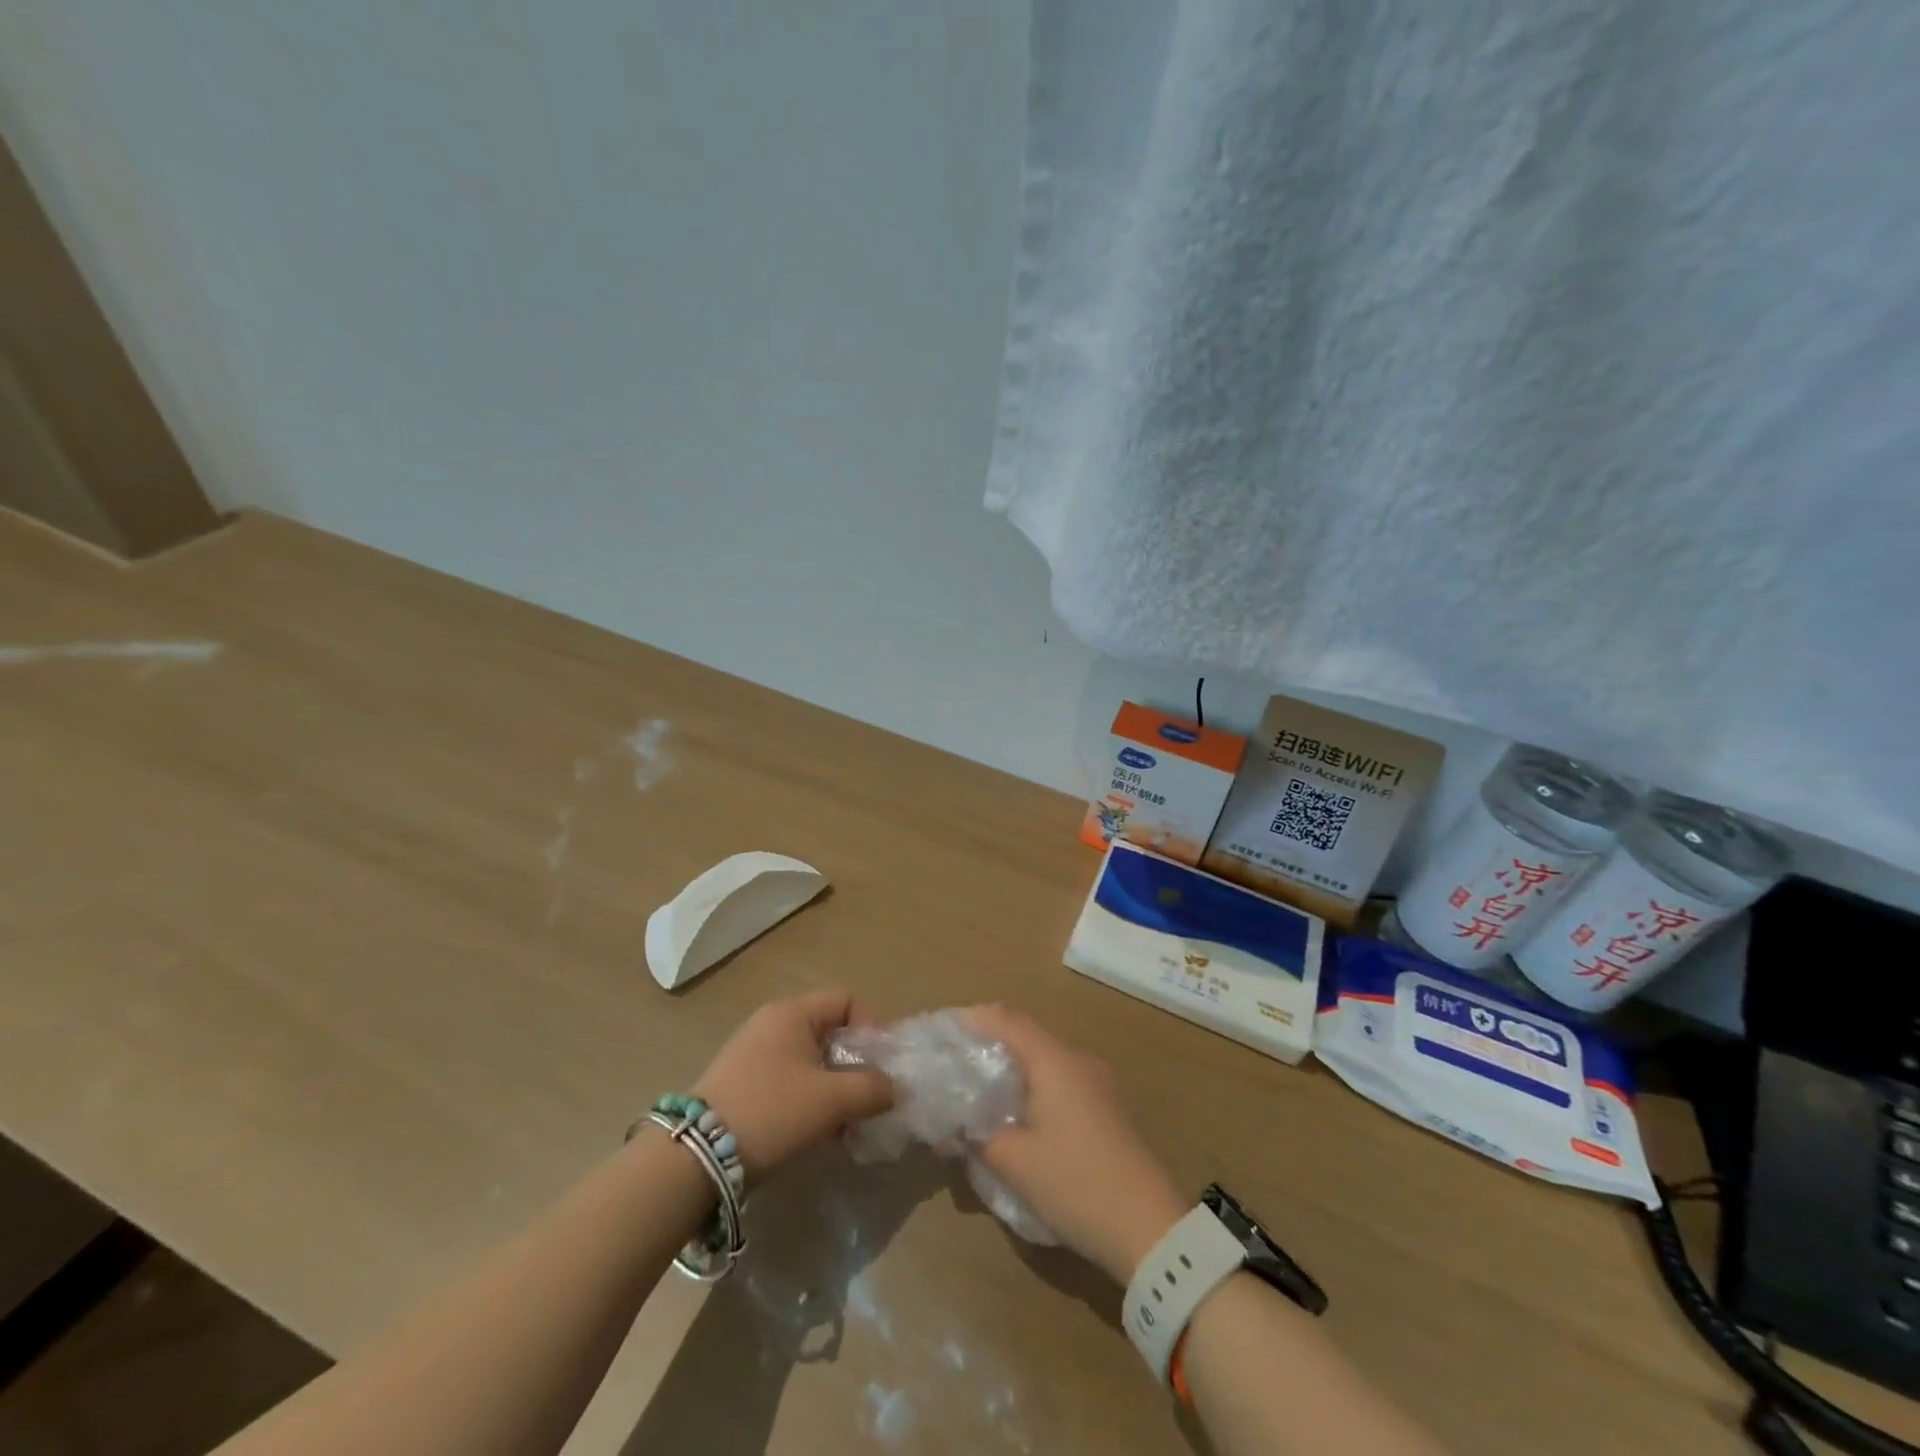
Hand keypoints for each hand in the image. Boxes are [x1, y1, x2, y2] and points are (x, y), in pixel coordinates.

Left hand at [692, 989, 892, 1178]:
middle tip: (867, 1098)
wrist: (695, 1156)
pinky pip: (787, 1078)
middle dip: (854, 1064)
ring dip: (833, 1086)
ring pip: (809, 1059)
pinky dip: (807, 1097)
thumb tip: (894, 1087)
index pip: (846, 1000)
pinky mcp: (739, 1081)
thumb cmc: (772, 1111)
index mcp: (792, 1012)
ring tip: (843, 1122)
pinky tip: (813, 1130)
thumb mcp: (831, 1100)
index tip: (882, 1066)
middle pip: (828, 1031)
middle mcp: (771, 1022)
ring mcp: (751, 1051)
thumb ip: (872, 1088)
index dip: (871, 1028)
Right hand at [965, 1006, 1188, 1283]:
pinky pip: (1062, 1081)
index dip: (974, 1019)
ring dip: (1014, 1068)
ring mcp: (1099, 1084)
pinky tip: (1019, 1113)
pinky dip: (1035, 1086)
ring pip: (1046, 1060)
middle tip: (956, 1062)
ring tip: (982, 1089)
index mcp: (1055, 1061)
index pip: (1008, 1020)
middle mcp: (1078, 1060)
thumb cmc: (1076, 1183)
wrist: (1150, 1229)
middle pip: (1028, 1036)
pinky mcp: (1108, 1109)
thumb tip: (955, 1123)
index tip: (944, 1030)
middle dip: (990, 1044)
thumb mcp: (1015, 1163)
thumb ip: (978, 1135)